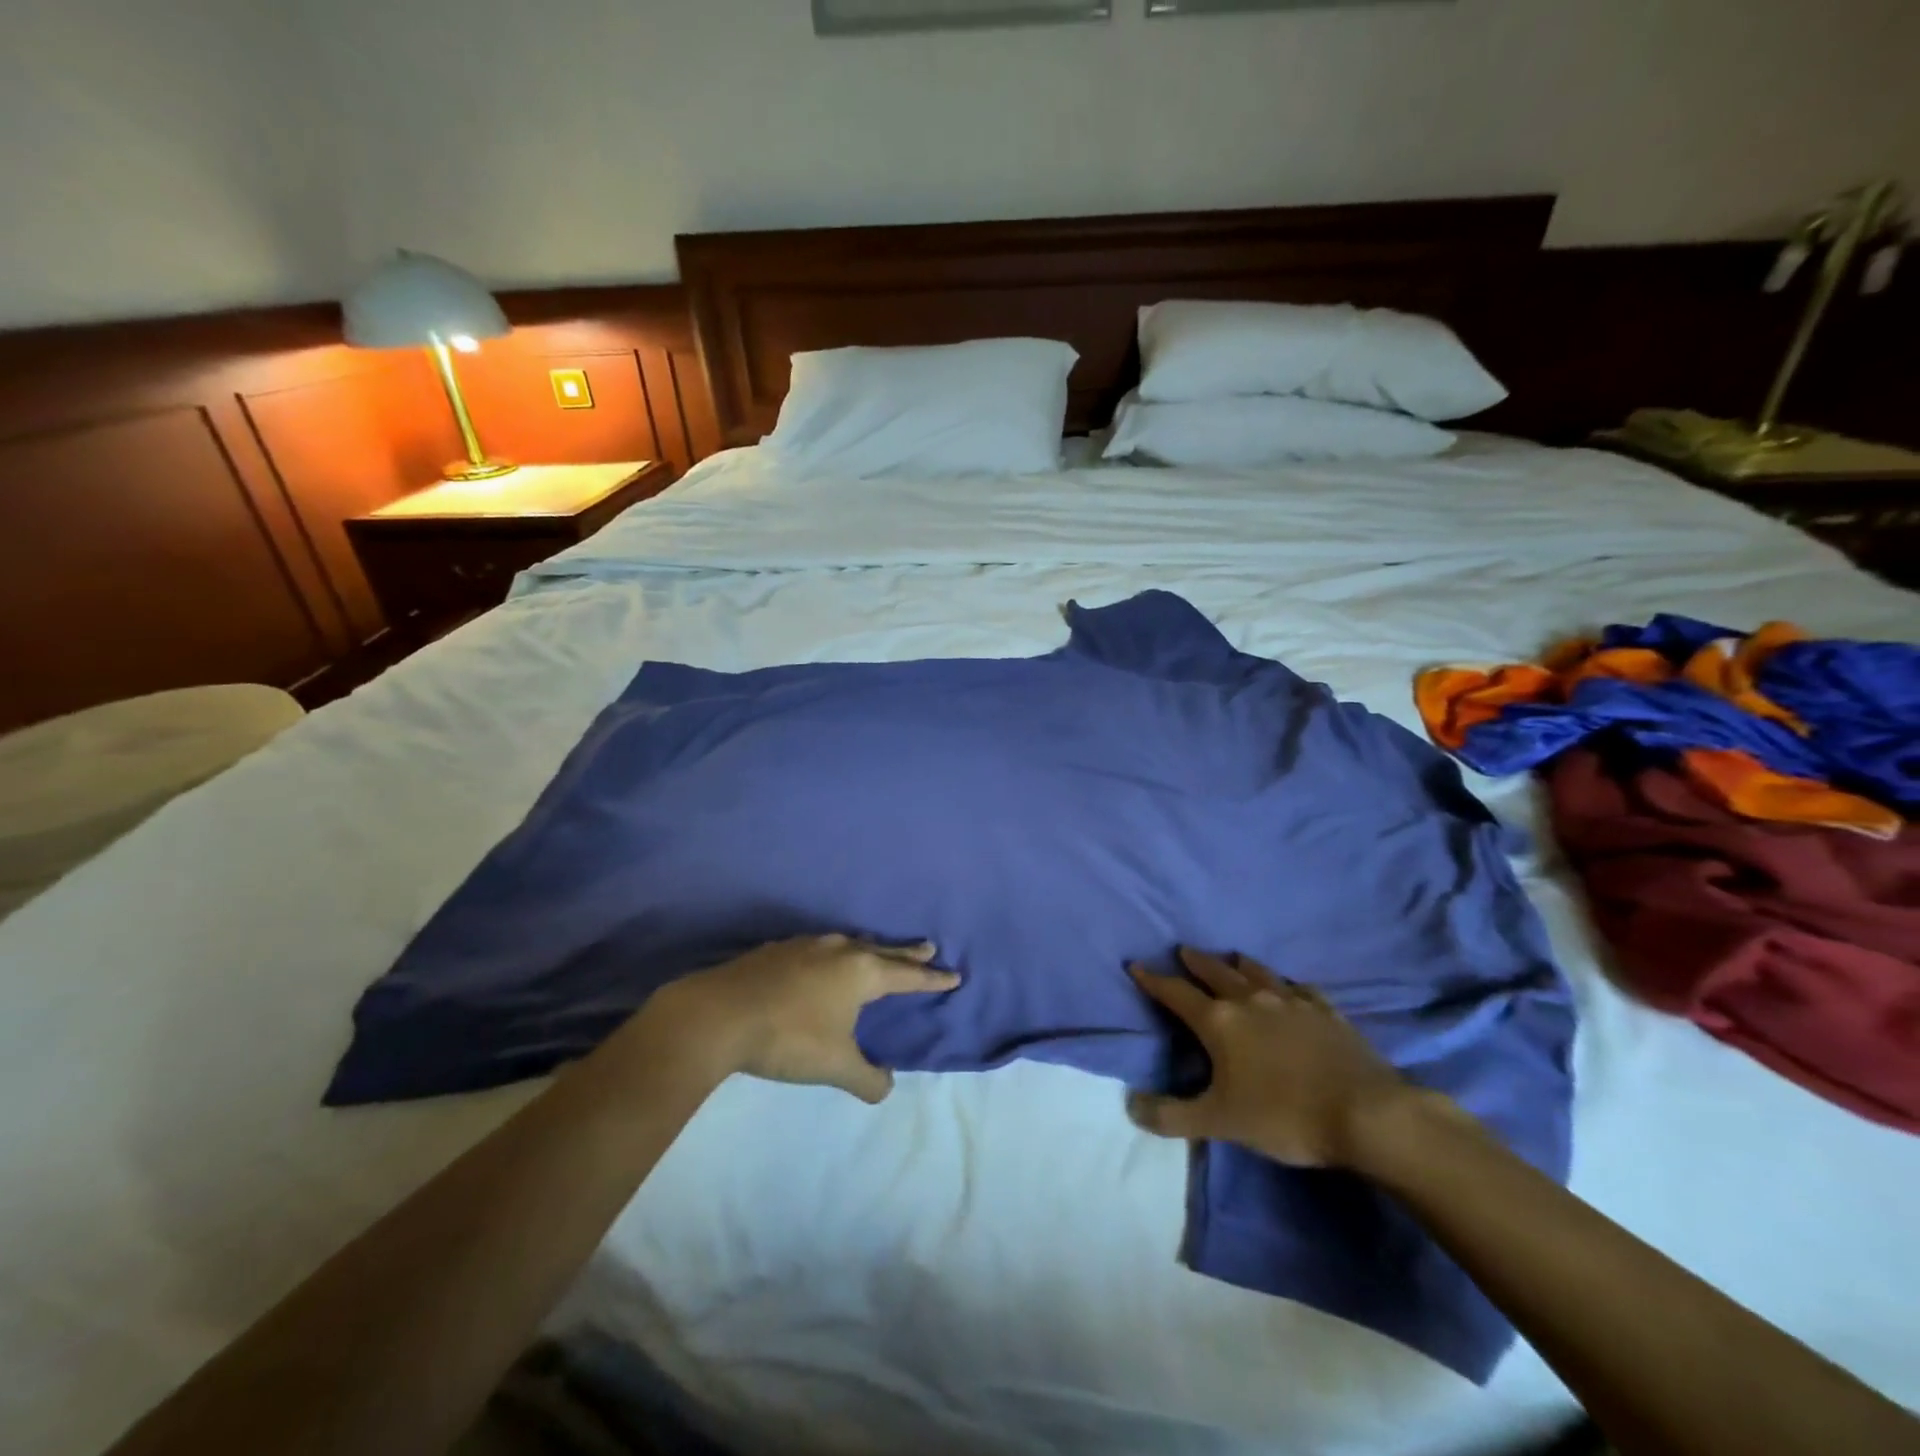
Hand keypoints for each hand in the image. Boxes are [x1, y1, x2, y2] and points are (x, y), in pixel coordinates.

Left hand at [651, 935, 958, 1103]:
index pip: (907, 975)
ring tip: (878, 952)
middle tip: (928, 947)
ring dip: (871, 948)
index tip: (954, 975)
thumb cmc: (788, 1038)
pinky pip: (821, 947)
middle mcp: (839, 950)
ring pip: (850, 943)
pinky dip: (836, 953)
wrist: (718, 1015)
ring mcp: (807, 945)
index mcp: (861, 972)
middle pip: (883, 949)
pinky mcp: (778, 949)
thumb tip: (886, 1087)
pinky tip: (824, 961)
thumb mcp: (834, 1065)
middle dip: (907, 952)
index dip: (931, 979)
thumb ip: (867, 1078)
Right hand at [1127, 948, 1415, 1167]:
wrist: (1367, 1114)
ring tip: (1232, 958)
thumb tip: (1131, 1106)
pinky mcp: (1327, 1013)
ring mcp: (1293, 1003)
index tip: (1137, 965)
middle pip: (1216, 972)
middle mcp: (1252, 1001)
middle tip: (1183, 951)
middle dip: (1196, 962)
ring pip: (1258, 973)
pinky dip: (1288, 984)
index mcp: (1220, 1022)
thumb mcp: (1219, 1123)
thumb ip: (1172, 1115)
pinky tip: (1292, 987)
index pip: (1176, 993)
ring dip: (1239, 964)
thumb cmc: (1284, 1116)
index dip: (1154, 980)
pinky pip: (1301, 989)